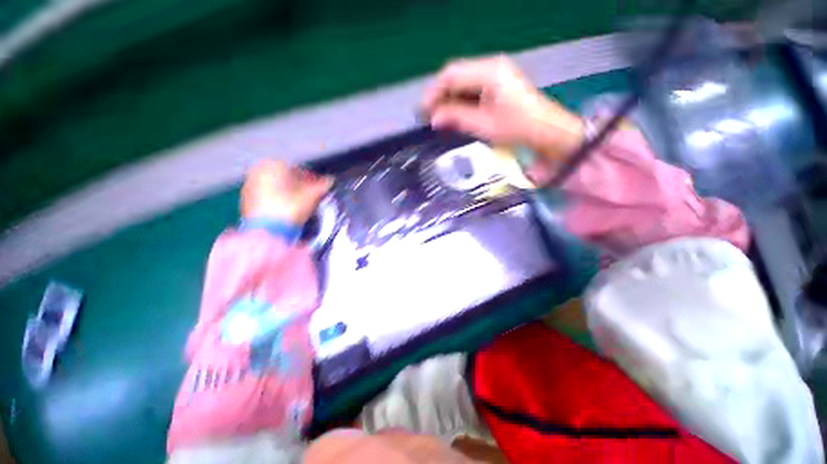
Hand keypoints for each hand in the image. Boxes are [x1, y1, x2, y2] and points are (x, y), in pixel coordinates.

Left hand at [241, 160, 332, 224]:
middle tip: (310, 195)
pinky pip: (266, 195)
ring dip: (287, 191)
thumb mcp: (311, 196)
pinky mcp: (245, 199)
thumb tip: (330, 181)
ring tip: (299, 203)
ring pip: (274, 185)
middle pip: (285, 176)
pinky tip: (286, 209)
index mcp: (274, 164)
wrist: (267, 230)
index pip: (298, 169)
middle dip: (298, 185)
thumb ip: (322, 186)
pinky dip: (276, 199)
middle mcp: (258, 170)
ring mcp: (250, 184)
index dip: (312, 179)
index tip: (319, 187)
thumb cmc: (290, 207)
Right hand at [422, 56, 584, 160]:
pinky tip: (455, 114)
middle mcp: (491, 66)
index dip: (434, 92)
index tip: (423, 111)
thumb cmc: (517, 128)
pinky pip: (471, 87)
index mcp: (489, 72)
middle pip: (455, 75)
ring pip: (462, 81)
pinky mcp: (497, 83)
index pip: (451, 74)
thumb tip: (434, 118)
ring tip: (439, 117)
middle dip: (440, 96)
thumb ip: (456, 118)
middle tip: (430, 116)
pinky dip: (460, 100)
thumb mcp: (483, 125)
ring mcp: (495, 73)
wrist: (545, 130)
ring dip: (449, 99)